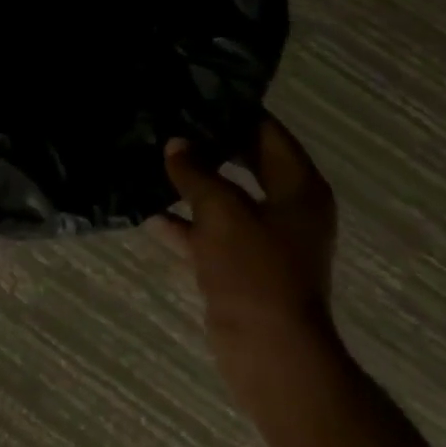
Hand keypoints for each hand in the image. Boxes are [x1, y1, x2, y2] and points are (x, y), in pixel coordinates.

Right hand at [149, 115, 338, 408]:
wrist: (268, 352)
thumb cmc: (255, 271)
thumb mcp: (222, 212)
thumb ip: (196, 173)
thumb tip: (176, 145)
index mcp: (298, 188)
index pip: (267, 132)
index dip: (234, 112)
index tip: (195, 94)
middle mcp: (286, 208)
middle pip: (245, 163)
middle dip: (207, 146)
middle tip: (167, 122)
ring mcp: (263, 239)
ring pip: (223, 199)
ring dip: (191, 184)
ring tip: (150, 158)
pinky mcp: (239, 266)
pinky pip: (209, 233)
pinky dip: (183, 223)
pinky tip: (147, 212)